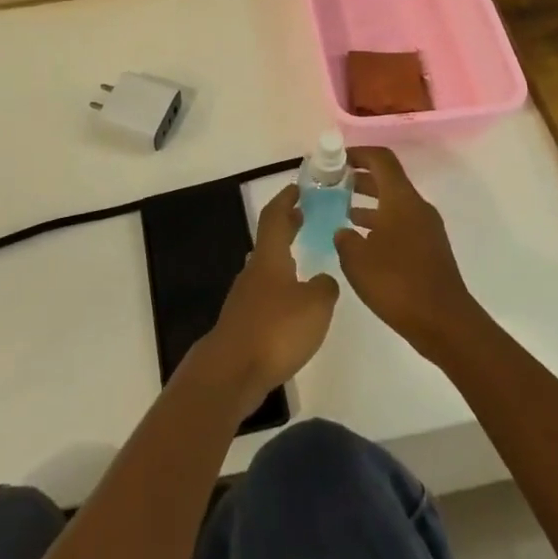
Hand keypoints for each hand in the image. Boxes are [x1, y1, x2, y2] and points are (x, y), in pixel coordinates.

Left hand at [198, 185, 337, 407]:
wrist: (232, 371)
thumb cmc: (276, 329)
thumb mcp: (315, 306)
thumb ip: (325, 287)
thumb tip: (323, 280)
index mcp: (269, 257)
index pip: (275, 216)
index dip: (286, 199)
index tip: (298, 187)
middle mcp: (254, 270)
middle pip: (269, 239)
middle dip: (286, 225)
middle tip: (303, 216)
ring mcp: (245, 296)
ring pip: (266, 265)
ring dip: (282, 255)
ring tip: (302, 257)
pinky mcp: (243, 321)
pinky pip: (265, 291)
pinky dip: (279, 284)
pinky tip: (291, 301)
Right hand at [334, 146, 483, 361]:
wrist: (445, 324)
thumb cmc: (398, 283)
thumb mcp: (357, 260)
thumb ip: (344, 238)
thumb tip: (343, 231)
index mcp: (401, 198)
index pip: (381, 159)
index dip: (357, 153)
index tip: (335, 159)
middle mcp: (416, 206)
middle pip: (387, 178)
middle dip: (359, 177)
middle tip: (332, 183)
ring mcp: (426, 228)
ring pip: (393, 202)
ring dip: (368, 201)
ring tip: (340, 210)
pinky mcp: (429, 249)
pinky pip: (400, 222)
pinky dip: (379, 222)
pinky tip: (361, 241)